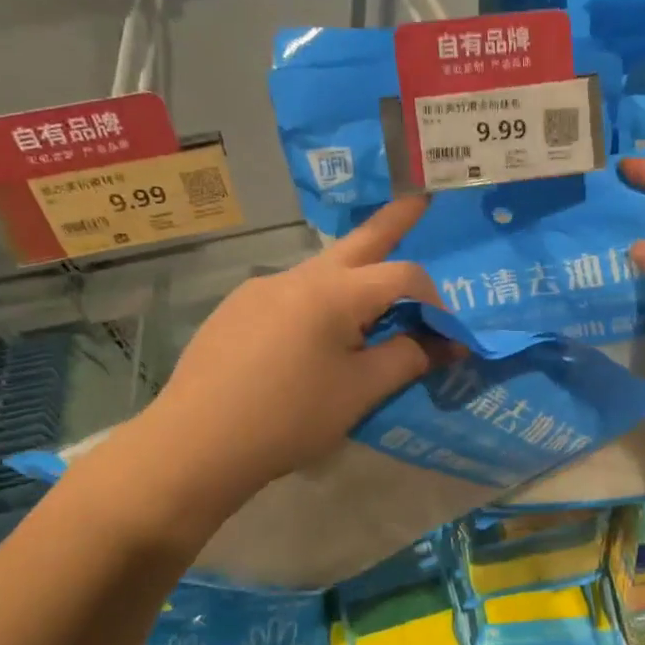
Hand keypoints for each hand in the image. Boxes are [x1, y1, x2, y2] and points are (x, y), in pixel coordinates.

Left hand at [108, 197, 442, 520]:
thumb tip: (445, 342)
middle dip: (394, 221)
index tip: (449, 337)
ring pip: (323, 272)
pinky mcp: (236, 310)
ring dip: (357, 280)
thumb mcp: (360, 392)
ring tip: (372, 308)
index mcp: (333, 291)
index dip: (436, 302)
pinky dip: (320, 305)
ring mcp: (260, 289)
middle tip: (420, 199)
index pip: (402, 276)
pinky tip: (313, 344)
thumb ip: (407, 357)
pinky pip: (292, 295)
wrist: (195, 445)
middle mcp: (297, 276)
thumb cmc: (289, 419)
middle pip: (359, 241)